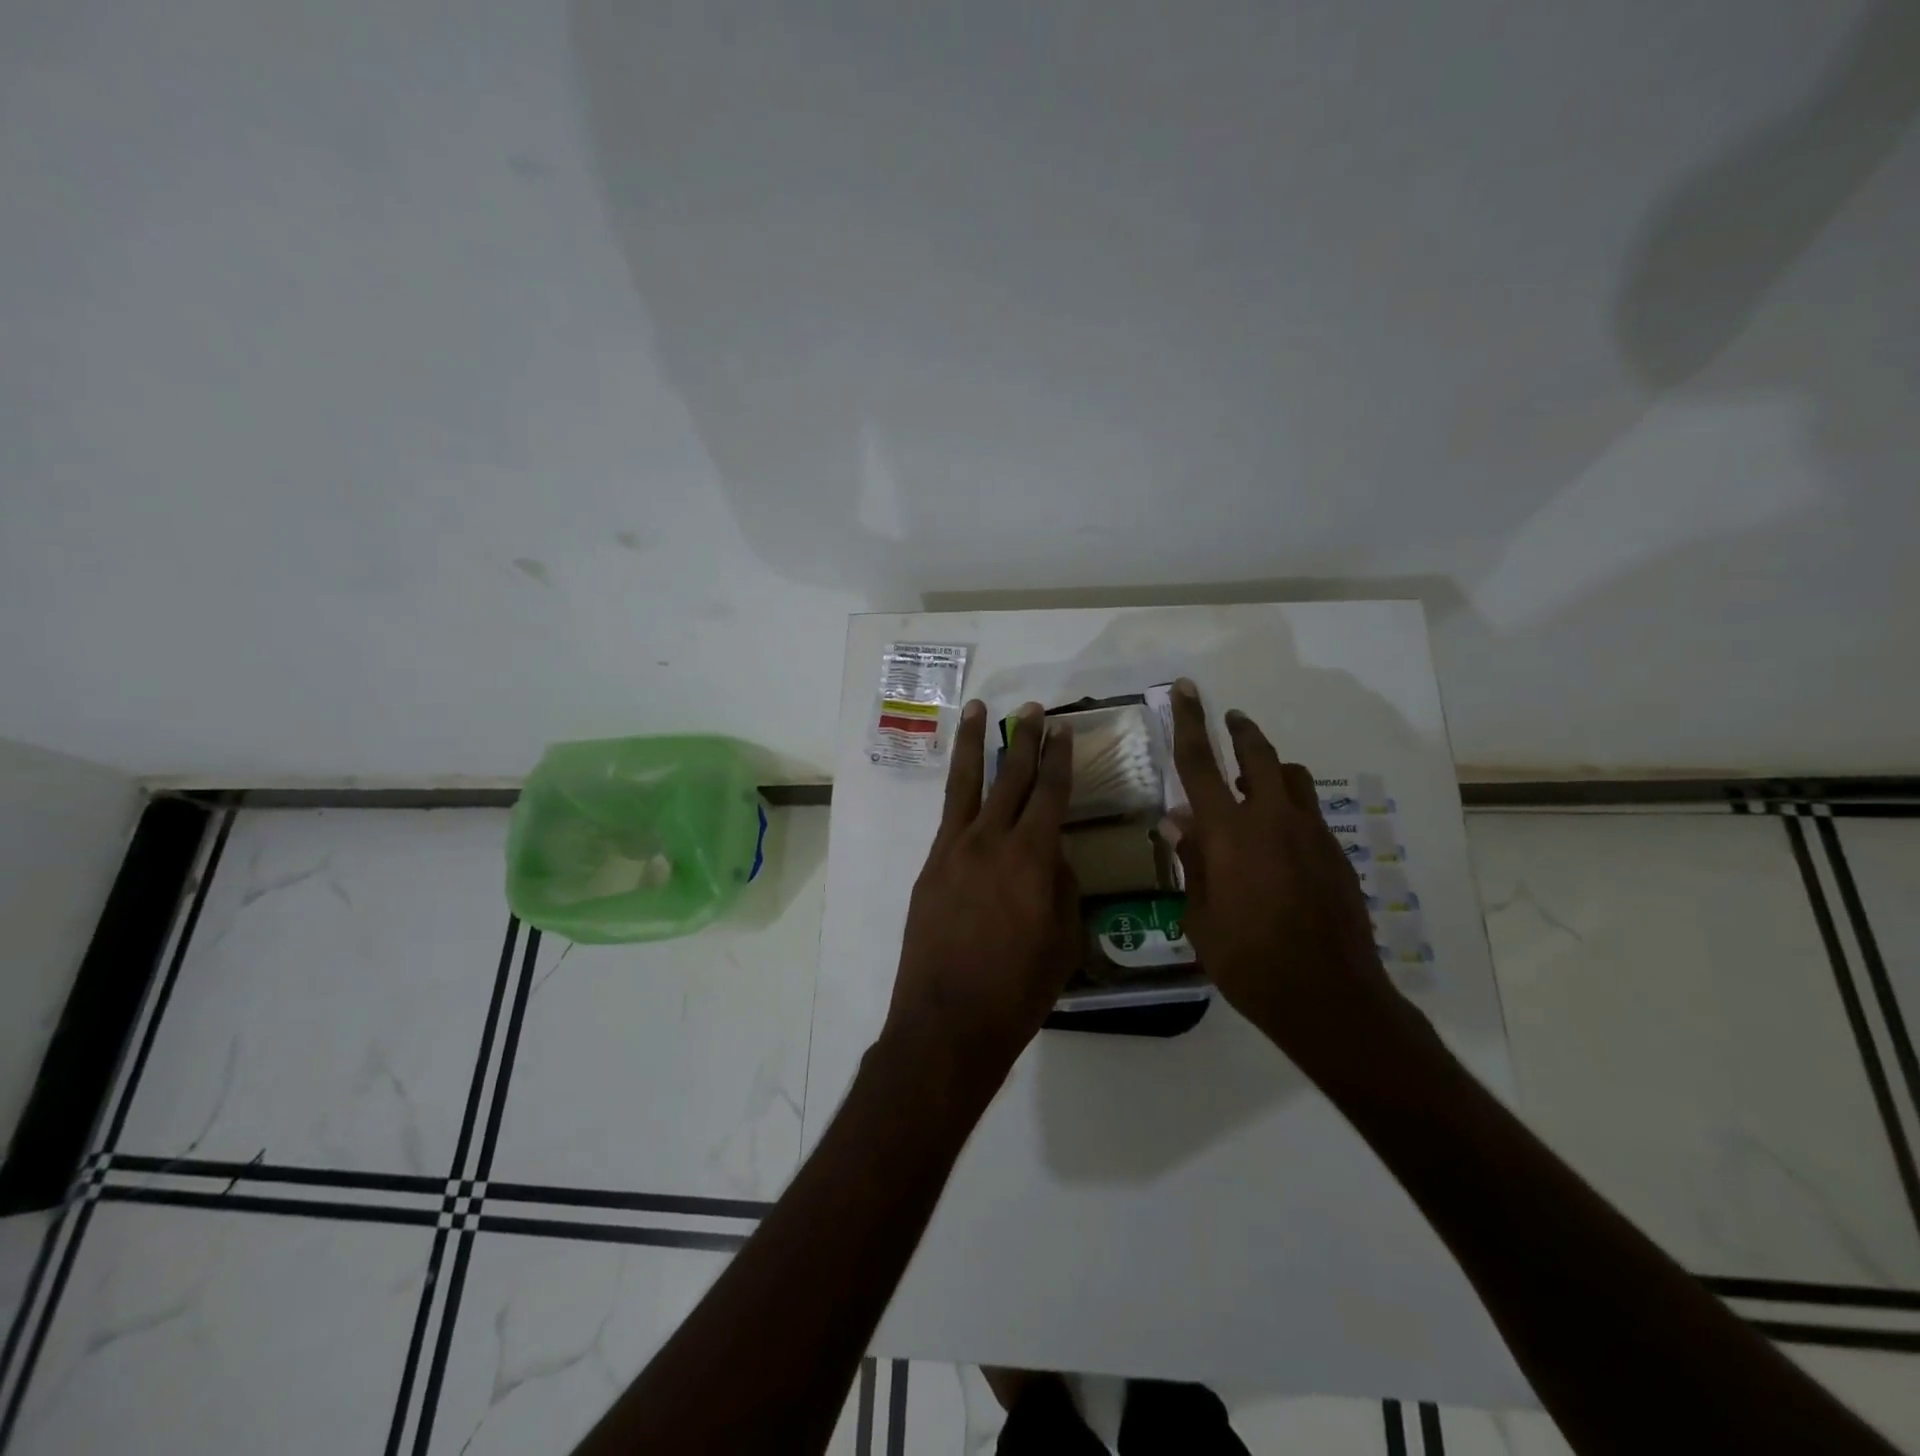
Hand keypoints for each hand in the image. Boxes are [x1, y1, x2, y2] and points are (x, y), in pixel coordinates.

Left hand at [883, 701, 1080, 1091]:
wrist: (947, 1022)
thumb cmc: (1017, 990)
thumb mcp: (1063, 942)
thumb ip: (1063, 889)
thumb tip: (1055, 858)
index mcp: (1031, 857)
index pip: (1050, 793)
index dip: (1059, 759)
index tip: (1063, 730)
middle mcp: (990, 841)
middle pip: (1009, 777)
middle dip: (1024, 740)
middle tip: (1033, 710)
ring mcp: (953, 850)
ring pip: (966, 784)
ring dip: (974, 744)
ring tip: (978, 710)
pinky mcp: (930, 867)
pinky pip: (948, 817)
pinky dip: (958, 792)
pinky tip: (965, 784)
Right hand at [1164, 679, 1397, 1066]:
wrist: (1329, 997)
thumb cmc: (1248, 962)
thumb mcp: (1201, 917)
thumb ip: (1192, 861)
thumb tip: (1178, 820)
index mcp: (1229, 833)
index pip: (1200, 764)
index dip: (1189, 722)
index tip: (1187, 689)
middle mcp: (1272, 821)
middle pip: (1259, 755)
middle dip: (1241, 730)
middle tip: (1229, 719)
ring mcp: (1311, 835)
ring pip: (1292, 779)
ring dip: (1270, 769)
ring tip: (1252, 784)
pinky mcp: (1335, 855)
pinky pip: (1308, 813)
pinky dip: (1288, 808)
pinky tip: (1277, 840)